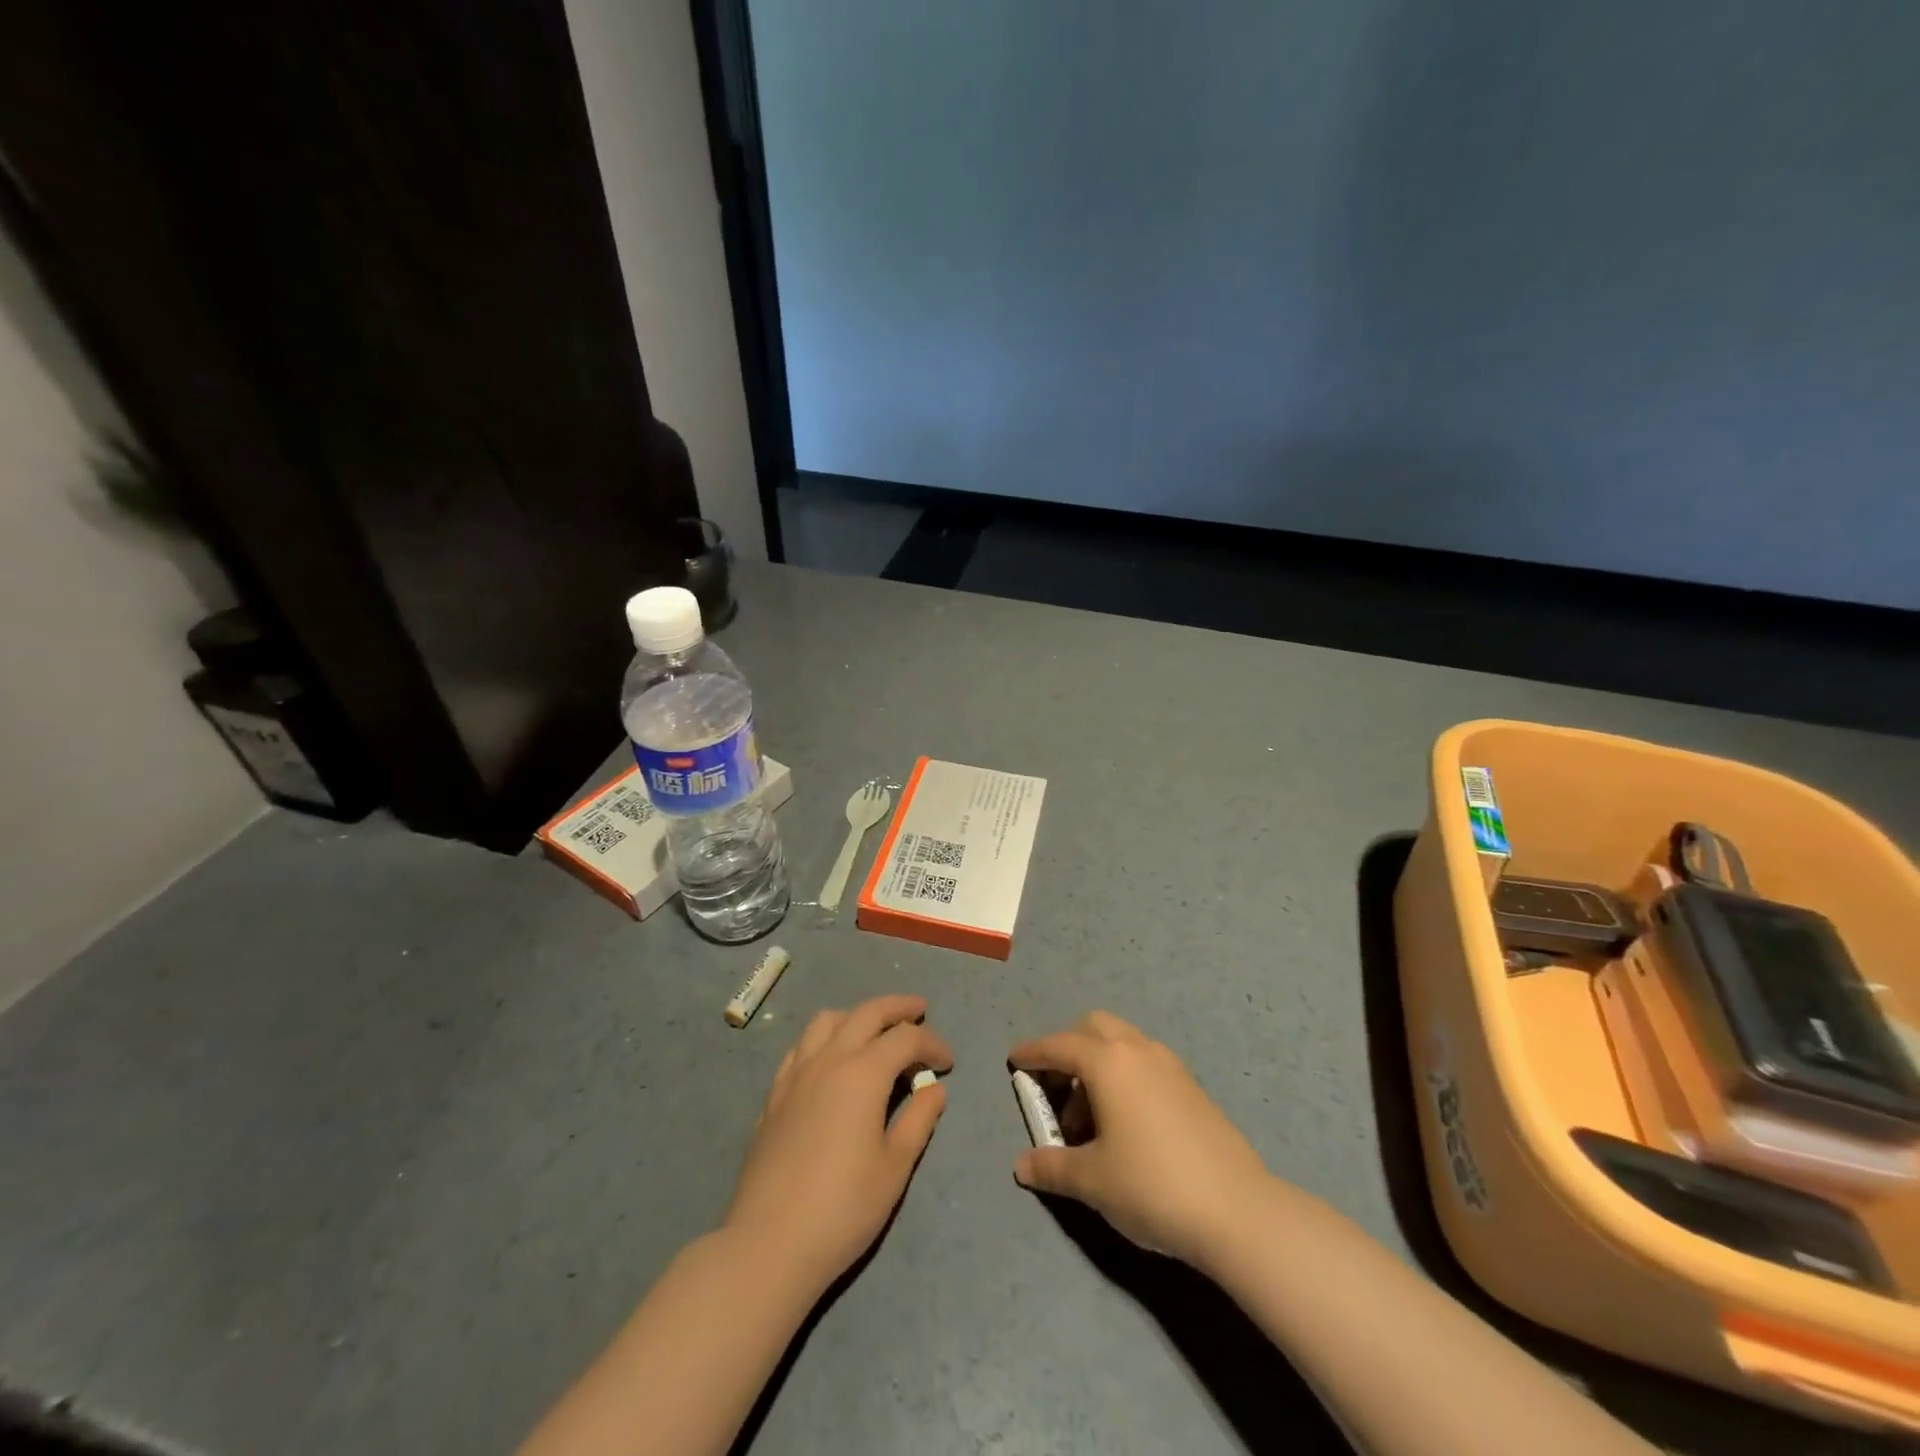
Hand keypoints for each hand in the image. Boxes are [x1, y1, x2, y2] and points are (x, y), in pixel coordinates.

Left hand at [725, 994, 951, 1297]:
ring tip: (874, 1030)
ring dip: (857, 1015)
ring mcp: (796, 1073)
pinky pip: (802, 1046)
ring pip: (828, 1020)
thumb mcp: (895, 1167)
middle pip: (867, 1013)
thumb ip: (919, 1119)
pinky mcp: (775, 1094)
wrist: (769, 1243)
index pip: (906, 1038)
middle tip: (920, 1011)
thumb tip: (935, 1089)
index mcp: (863, 1073)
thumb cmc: (843, 1208)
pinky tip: (831, 1060)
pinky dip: (825, 1038)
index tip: (948, 1063)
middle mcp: (829, 1059)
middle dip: (898, 1007)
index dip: (932, 1044)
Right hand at [1009, 1011, 1271, 1268]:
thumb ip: (1051, 1166)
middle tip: (1058, 1090)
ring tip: (1092, 1122)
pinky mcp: (1193, 1088)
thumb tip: (1022, 1164)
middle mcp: (1139, 1051)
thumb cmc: (1151, 1185)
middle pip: (1095, 1028)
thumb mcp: (1091, 1181)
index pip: (1060, 1046)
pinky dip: (1126, 1079)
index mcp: (1108, 1062)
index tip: (1015, 1059)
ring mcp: (1171, 1066)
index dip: (1033, 1053)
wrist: (1237, 1210)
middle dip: (1070, 1048)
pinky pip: (1146, 1065)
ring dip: (1099, 1066)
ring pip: (1124, 1045)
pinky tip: (1127, 1126)